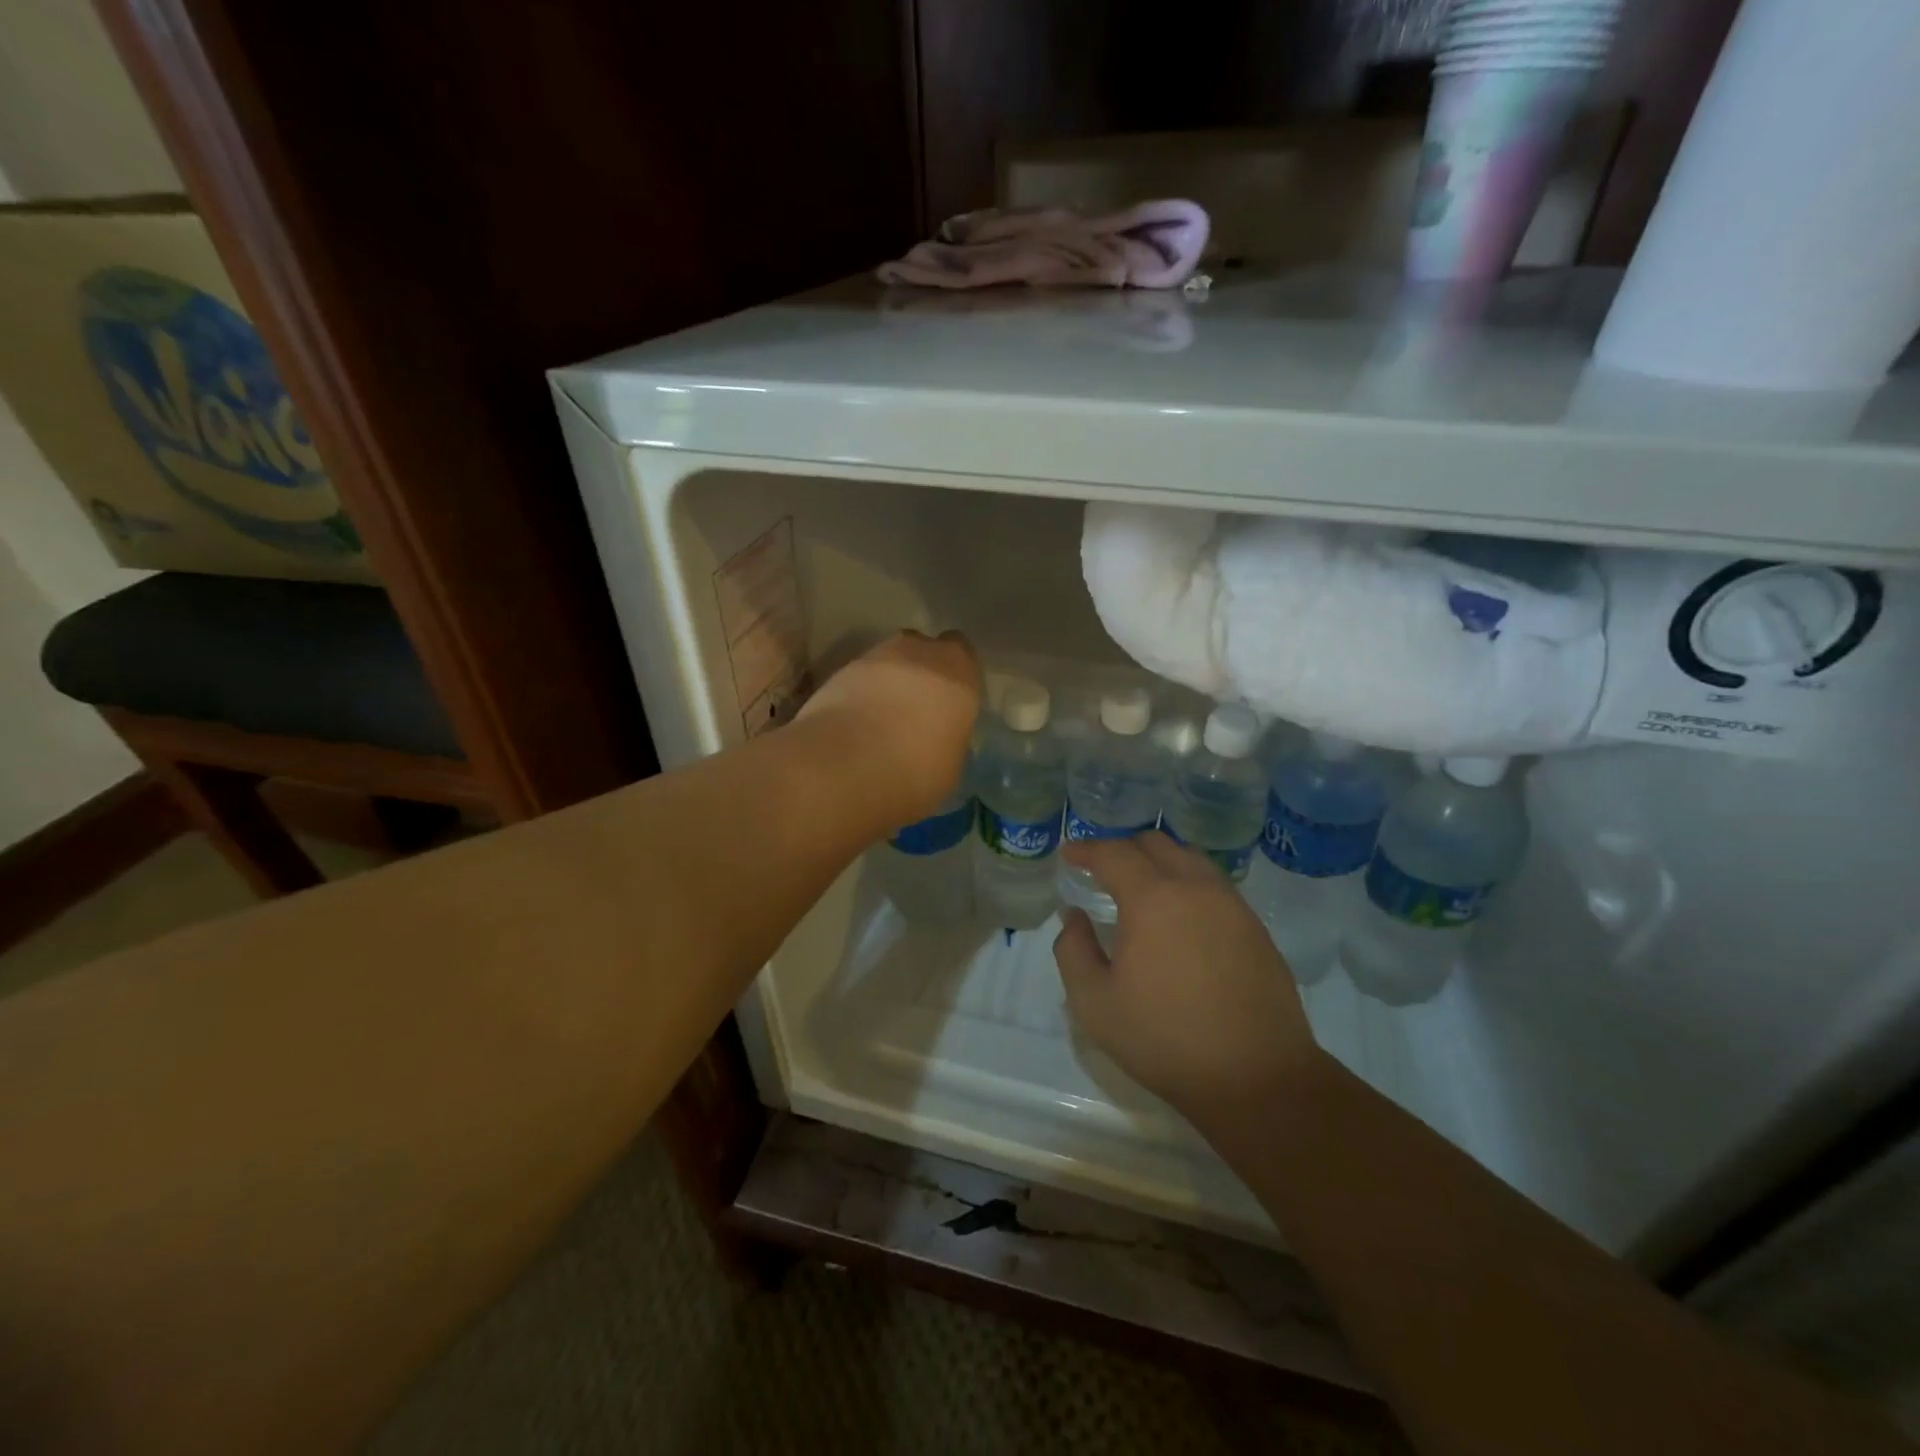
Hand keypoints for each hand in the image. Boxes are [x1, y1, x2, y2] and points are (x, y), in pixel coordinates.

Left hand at [798, 630, 981, 824]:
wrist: (844, 765)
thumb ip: (949, 736)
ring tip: (880, 723)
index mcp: (959, 670)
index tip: (950, 704)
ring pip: (886, 662)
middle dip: (920, 673)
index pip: (964, 655)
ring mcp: (873, 657)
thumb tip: (938, 738)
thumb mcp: (952, 765)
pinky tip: (854, 728)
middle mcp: (918, 651)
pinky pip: (857, 679)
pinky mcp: (836, 672)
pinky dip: (858, 696)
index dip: (956, 677)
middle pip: (922, 650)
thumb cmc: (916, 769)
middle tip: (916, 711)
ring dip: (886, 683)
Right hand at [1053, 833, 1322, 1122]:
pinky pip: (1214, 885)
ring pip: (1190, 859)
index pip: (1114, 853)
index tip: (1069, 854)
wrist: (1257, 1077)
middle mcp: (1195, 888)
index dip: (1087, 849)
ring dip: (1160, 862)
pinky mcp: (1256, 927)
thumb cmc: (1165, 1040)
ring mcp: (1232, 905)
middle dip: (1123, 849)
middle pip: (1156, 844)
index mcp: (1153, 899)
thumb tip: (1074, 916)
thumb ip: (1073, 950)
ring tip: (1142, 889)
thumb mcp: (1095, 1004)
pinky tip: (1180, 916)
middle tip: (1102, 871)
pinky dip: (1188, 884)